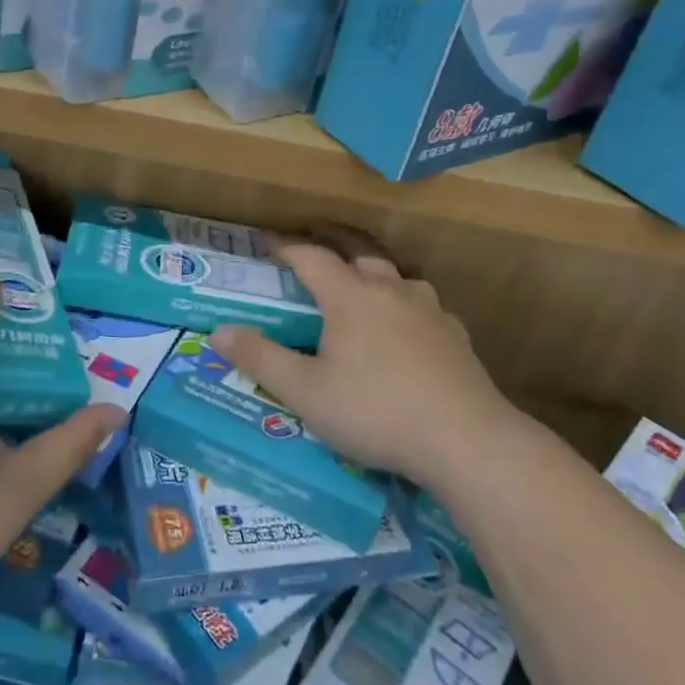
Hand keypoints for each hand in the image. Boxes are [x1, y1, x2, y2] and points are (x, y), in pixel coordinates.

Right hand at [209, 243, 516, 491]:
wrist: (465, 440)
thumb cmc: (375, 411)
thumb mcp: (305, 393)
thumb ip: (260, 359)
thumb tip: (219, 331)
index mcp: (350, 297)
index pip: (312, 258)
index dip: (287, 248)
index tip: (268, 245)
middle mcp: (390, 290)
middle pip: (358, 253)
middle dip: (332, 246)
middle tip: (313, 251)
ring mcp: (429, 310)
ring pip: (397, 276)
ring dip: (374, 274)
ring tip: (362, 287)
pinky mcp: (455, 336)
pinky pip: (425, 307)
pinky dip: (407, 307)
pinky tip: (409, 329)